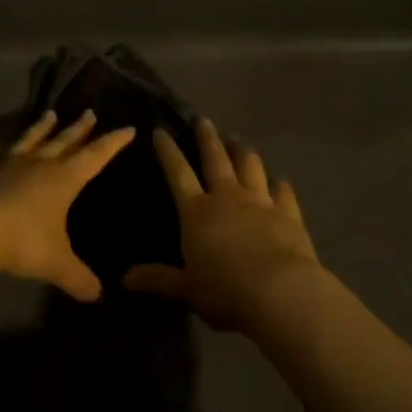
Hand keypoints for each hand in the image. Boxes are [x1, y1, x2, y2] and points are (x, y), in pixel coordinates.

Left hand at [0, 110, 133, 301]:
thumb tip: (97, 294)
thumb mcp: (57, 264)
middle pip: (64, 141)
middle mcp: (40, 166)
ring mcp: (10, 166)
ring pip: (31, 140)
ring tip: (50, 114)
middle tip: (90, 112)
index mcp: (63, 180)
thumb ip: (78, 277)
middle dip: (80, 129)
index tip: (128, 128)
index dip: (113, 143)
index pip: (95, 156)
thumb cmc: (24, 242)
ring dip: (42, 128)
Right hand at [123, 117, 321, 332]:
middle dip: (207, 137)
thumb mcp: (186, 288)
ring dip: (243, 151)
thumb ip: (158, 279)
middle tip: (203, 119)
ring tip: (238, 140)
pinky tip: (281, 181)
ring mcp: (260, 201)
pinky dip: (281, 185)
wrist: (280, 292)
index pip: (177, 173)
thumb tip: (124, 279)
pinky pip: (283, 192)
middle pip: (215, 158)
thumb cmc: (225, 290)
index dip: (167, 151)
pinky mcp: (287, 213)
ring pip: (250, 166)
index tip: (160, 131)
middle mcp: (227, 197)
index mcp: (197, 211)